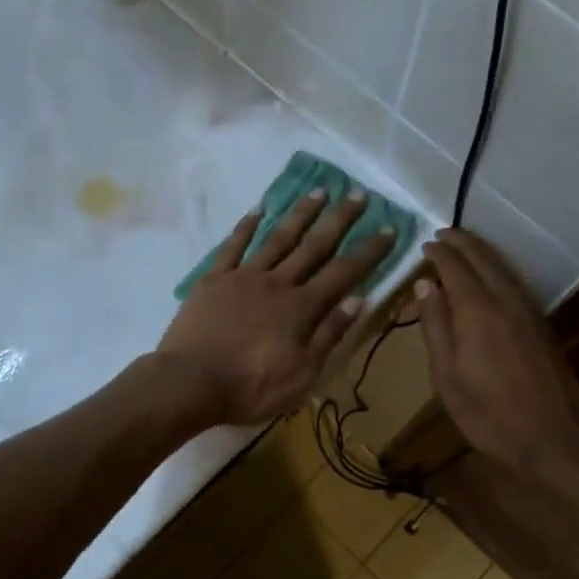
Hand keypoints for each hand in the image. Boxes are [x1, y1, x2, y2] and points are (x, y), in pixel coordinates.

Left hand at [156, 189, 394, 426]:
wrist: (189, 383)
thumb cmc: (250, 387)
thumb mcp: (302, 373)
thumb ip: (329, 334)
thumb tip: (359, 298)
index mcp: (301, 308)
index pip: (344, 273)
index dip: (368, 250)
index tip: (389, 228)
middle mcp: (277, 282)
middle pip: (314, 245)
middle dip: (339, 219)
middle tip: (357, 194)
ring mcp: (243, 277)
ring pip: (278, 238)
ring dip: (300, 213)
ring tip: (318, 191)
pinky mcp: (214, 279)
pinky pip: (233, 246)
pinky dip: (247, 226)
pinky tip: (259, 209)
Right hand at [416, 228, 578, 475]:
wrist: (554, 436)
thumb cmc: (489, 413)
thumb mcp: (447, 377)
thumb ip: (435, 327)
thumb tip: (425, 285)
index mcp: (476, 311)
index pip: (455, 268)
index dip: (439, 253)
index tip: (425, 243)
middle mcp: (504, 300)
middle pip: (483, 259)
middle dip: (462, 242)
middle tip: (442, 233)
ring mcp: (528, 310)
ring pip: (502, 267)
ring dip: (481, 251)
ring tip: (462, 245)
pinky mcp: (541, 323)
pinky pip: (514, 281)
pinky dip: (497, 268)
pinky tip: (490, 275)